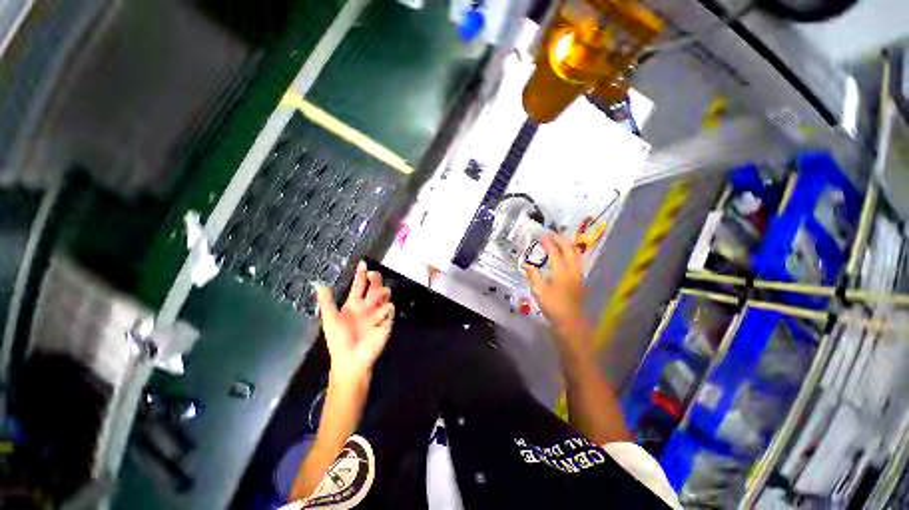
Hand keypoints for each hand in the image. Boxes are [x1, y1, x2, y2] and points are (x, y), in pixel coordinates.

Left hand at [315, 261, 393, 388]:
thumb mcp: (330, 320)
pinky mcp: (386, 320)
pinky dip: (385, 310)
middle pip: (374, 286)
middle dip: (375, 279)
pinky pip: (389, 308)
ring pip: (384, 294)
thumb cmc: (339, 340)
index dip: (360, 275)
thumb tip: (320, 285)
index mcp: (353, 304)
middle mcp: (367, 306)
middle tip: (372, 275)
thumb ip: (327, 302)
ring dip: (380, 293)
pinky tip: (378, 316)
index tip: (363, 263)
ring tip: (374, 298)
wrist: (351, 359)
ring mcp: (377, 312)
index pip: (358, 286)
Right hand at [525, 234, 587, 342]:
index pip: (555, 252)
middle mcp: (572, 269)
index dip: (548, 242)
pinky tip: (565, 254)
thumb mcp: (539, 291)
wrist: (570, 321)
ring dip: (567, 244)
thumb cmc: (553, 306)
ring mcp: (578, 274)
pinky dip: (570, 252)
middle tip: (551, 234)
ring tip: (559, 240)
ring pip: (575, 253)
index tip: (541, 235)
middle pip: (569, 249)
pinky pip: (577, 259)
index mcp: (561, 271)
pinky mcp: (579, 279)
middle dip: (560, 239)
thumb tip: (526, 264)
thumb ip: (533, 275)